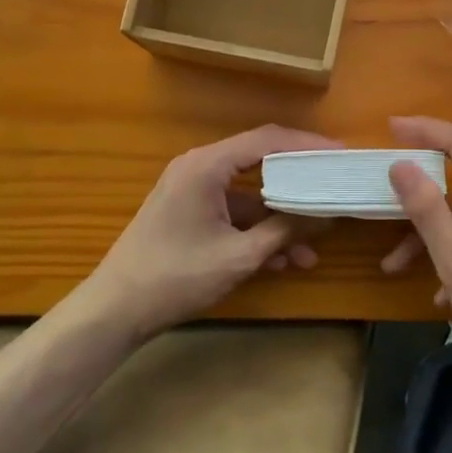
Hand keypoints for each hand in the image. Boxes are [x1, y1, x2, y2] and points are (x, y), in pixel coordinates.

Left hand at [84, 124, 339, 340]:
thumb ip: (284, 230)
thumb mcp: (238, 256)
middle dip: (298, 184)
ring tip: (311, 250)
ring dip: (278, 220)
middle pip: (260, 163)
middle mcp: (199, 167)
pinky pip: (232, 213)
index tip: (338, 153)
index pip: (266, 140)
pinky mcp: (189, 213)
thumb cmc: (175, 276)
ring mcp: (192, 191)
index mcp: (207, 165)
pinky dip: (256, 231)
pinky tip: (281, 261)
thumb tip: (325, 216)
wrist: (113, 312)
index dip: (306, 144)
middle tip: (331, 190)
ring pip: (248, 195)